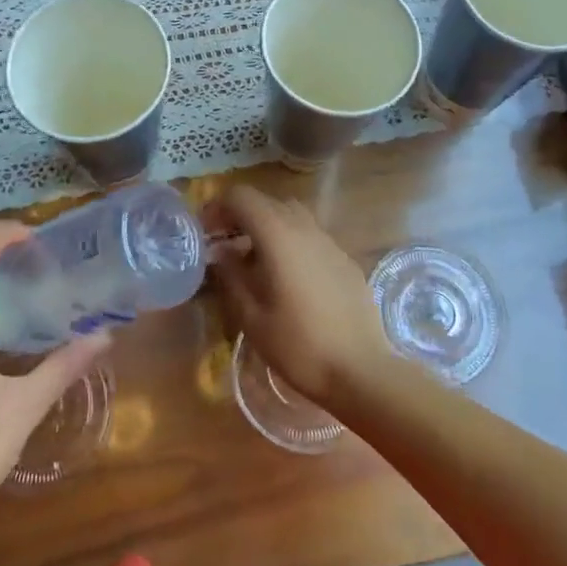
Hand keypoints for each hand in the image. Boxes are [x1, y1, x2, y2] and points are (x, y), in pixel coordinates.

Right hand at [203, 186, 391, 406]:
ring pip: (292, 216)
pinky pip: (311, 237)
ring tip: (255, 262)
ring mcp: (329, 241)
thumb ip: (231, 275)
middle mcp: (305, 227)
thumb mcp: (251, 316)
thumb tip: (220, 251)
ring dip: (268, 228)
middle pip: (267, 202)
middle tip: (225, 246)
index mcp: (278, 234)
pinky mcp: (345, 259)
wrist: (360, 370)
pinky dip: (292, 243)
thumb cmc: (298, 345)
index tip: (206, 233)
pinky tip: (289, 278)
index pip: (241, 196)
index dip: (218, 207)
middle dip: (241, 217)